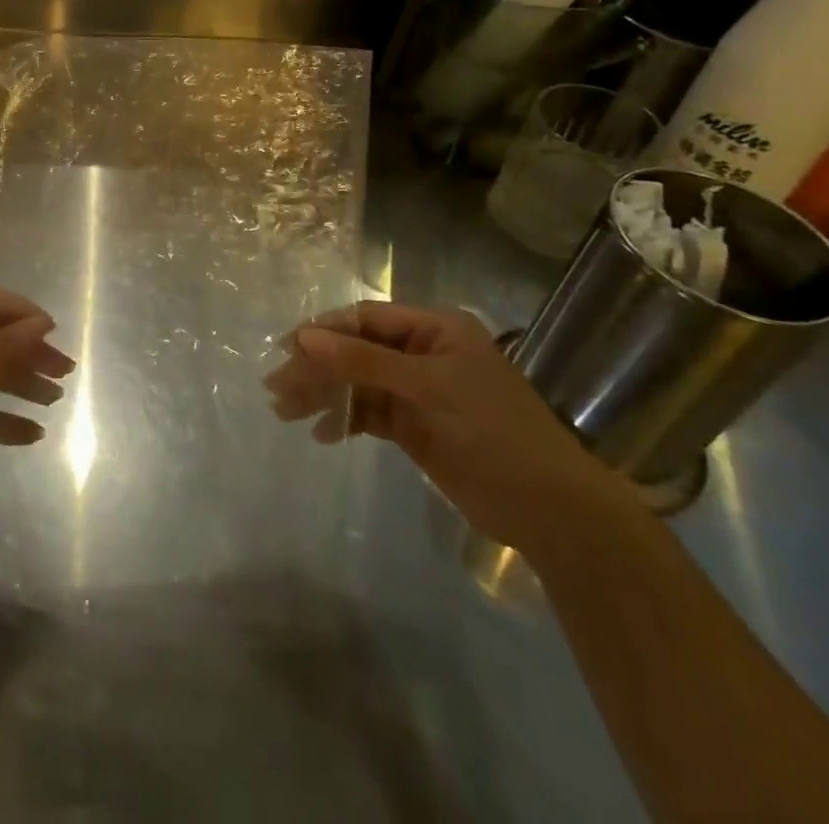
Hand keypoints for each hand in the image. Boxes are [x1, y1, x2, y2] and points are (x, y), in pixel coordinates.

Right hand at [264, 301, 642, 556]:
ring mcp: (417, 390)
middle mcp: (422, 353)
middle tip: (277, 389)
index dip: (324, 331)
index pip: (365, 318)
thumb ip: (364, 361)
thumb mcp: (429, 388)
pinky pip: (367, 413)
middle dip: (317, 368)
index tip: (286, 349)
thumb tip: (304, 337)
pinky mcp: (413, 426)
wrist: (551, 511)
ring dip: (323, 394)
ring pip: (356, 382)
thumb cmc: (494, 432)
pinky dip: (343, 420)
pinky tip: (320, 434)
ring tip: (285, 412)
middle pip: (355, 350)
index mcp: (434, 329)